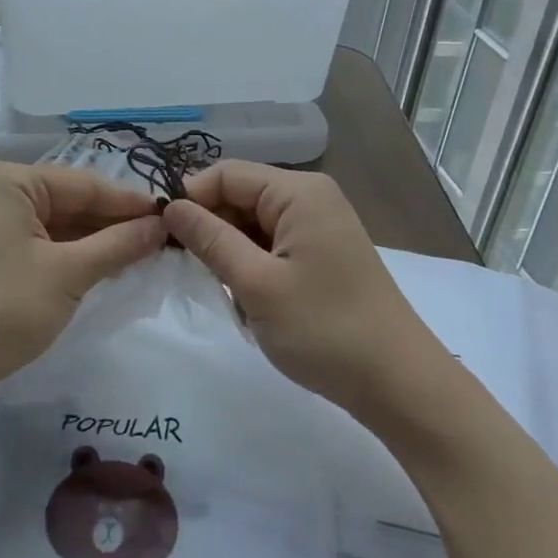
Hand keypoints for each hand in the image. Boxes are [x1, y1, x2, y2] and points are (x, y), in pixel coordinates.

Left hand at [0, 159, 164, 400]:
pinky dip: (68, 256)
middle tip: (164, 240)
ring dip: (94, 242)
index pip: (84, 184)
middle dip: (113, 223)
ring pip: (54, 225)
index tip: (174, 216)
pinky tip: (102, 268)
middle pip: (68, 201)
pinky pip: (37, 244)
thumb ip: (118, 244)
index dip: (131, 203)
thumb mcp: (67, 275)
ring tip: (142, 255)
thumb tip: (161, 225)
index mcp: (9, 179)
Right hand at [162, 161, 438, 420]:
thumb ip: (210, 239)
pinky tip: (248, 300)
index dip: (190, 198)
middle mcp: (310, 198)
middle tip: (186, 270)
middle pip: (240, 196)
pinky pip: (271, 245)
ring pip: (252, 224)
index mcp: (298, 192)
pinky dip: (252, 267)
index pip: (226, 174)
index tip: (160, 236)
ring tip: (224, 290)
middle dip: (210, 228)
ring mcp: (318, 227)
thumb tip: (170, 207)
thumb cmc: (324, 329)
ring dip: (230, 253)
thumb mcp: (256, 284)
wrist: (398, 384)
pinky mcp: (321, 254)